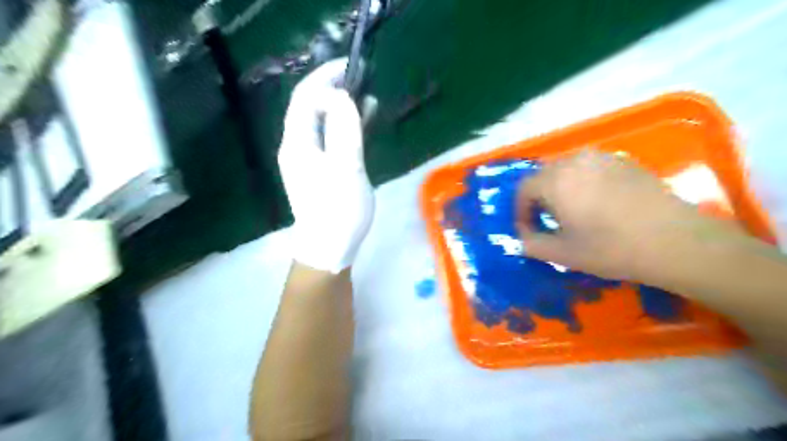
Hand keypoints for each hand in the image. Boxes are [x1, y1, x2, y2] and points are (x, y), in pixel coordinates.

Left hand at [279, 58, 374, 270]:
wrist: (329, 248)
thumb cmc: (338, 210)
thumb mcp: (345, 168)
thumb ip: (344, 130)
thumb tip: (342, 96)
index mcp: (298, 142)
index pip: (305, 97)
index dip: (325, 77)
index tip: (351, 68)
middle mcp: (298, 146)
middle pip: (311, 107)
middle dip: (333, 89)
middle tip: (361, 80)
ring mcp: (308, 158)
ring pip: (322, 122)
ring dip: (342, 107)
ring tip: (367, 98)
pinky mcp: (320, 169)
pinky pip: (330, 138)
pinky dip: (345, 127)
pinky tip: (362, 124)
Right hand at [514, 150, 744, 279]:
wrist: (675, 242)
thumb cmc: (610, 248)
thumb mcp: (562, 254)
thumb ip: (531, 244)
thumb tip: (522, 238)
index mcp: (555, 180)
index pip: (523, 189)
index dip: (520, 211)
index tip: (528, 231)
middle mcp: (575, 160)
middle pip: (544, 176)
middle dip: (539, 199)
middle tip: (548, 222)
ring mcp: (602, 157)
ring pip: (567, 169)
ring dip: (560, 189)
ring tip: (572, 212)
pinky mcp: (624, 161)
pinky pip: (591, 168)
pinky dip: (583, 183)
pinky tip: (598, 204)